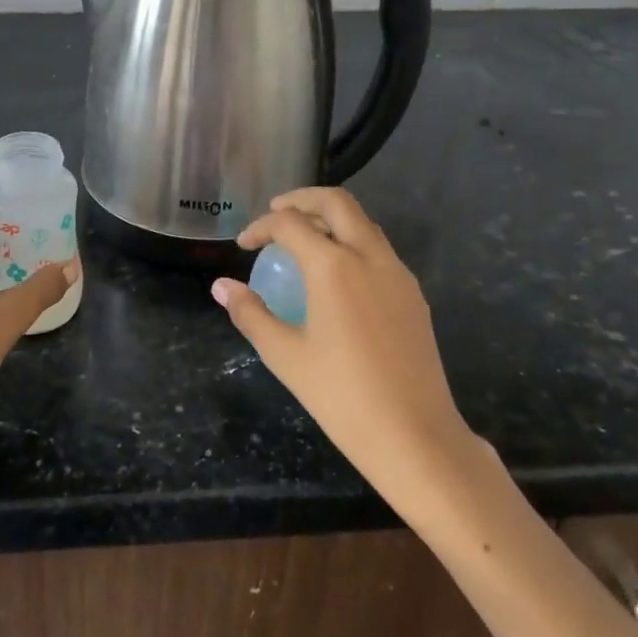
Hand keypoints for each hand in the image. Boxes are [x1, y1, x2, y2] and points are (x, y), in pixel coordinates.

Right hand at [211, 187, 469, 491]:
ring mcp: (398, 273)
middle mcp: (369, 256)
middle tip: (276, 213)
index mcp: (334, 266)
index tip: (244, 245)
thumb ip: (250, 313)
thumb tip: (221, 286)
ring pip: (363, 223)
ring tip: (303, 241)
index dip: (261, 227)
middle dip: (302, 199)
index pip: (290, 223)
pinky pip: (379, 249)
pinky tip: (336, 276)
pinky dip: (352, 242)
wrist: (416, 437)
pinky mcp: (413, 294)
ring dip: (330, 219)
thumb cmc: (342, 397)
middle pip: (337, 202)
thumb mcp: (285, 355)